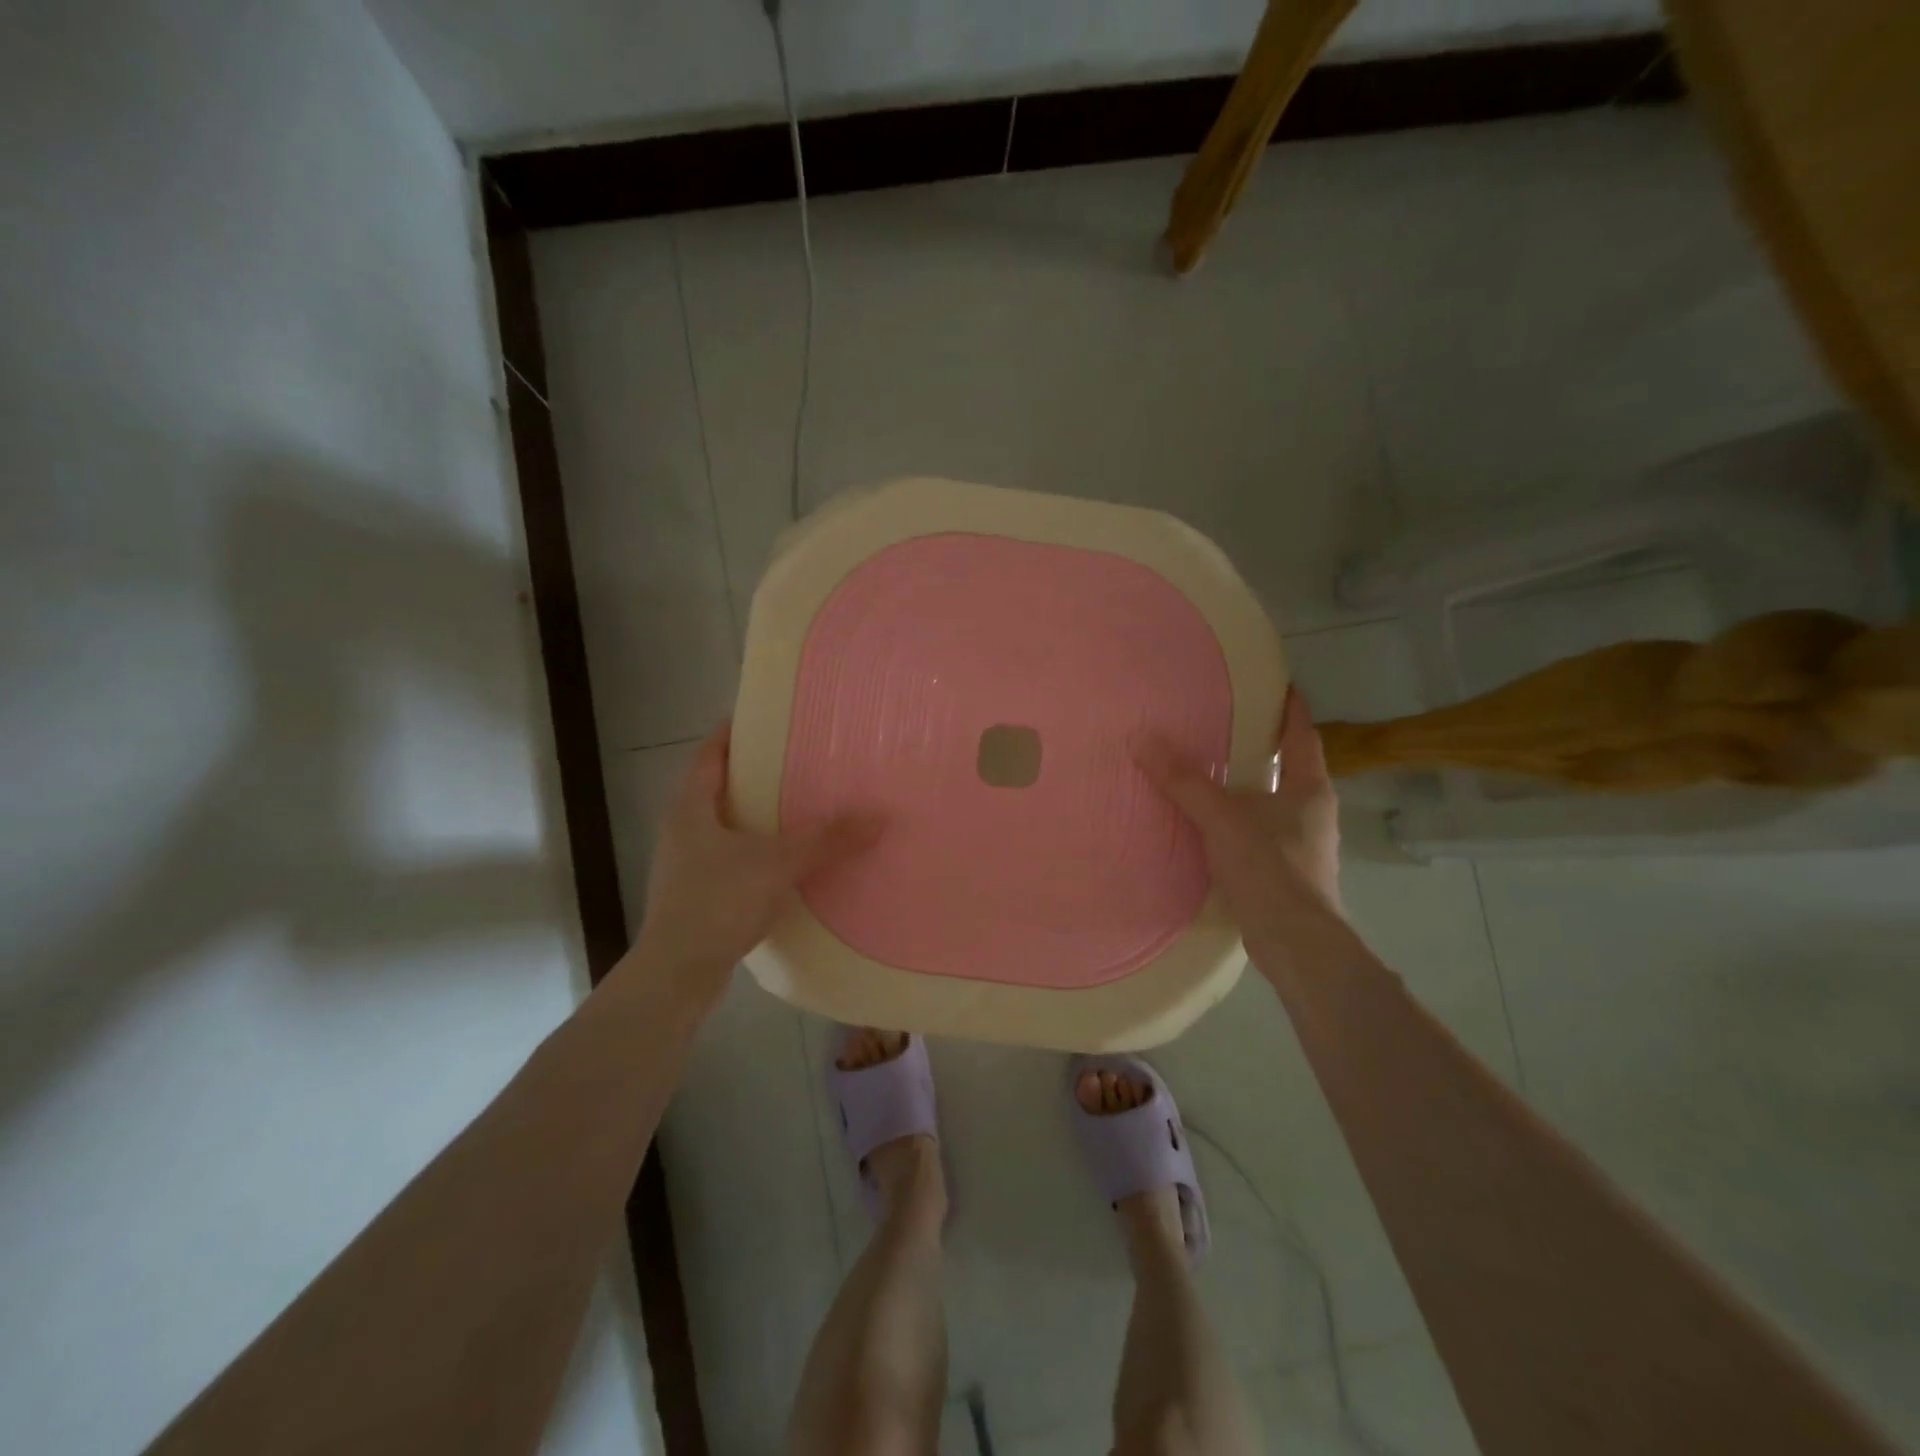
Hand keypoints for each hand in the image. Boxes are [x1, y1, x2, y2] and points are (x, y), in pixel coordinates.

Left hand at [634, 722, 877, 984]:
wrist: (677, 974)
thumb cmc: (718, 902)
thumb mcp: (778, 864)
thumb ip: (827, 839)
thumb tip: (880, 816)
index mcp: (690, 806)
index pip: (710, 752)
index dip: (735, 731)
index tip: (770, 718)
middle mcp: (682, 827)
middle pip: (718, 785)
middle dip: (756, 772)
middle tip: (799, 759)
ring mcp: (686, 863)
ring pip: (725, 823)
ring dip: (757, 813)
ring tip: (800, 805)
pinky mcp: (697, 893)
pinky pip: (731, 856)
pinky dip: (757, 849)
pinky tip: (788, 858)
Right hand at [1140, 688, 1342, 930]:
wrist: (1295, 943)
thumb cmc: (1270, 868)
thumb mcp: (1222, 818)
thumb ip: (1183, 781)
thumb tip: (1142, 739)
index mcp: (1309, 787)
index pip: (1301, 734)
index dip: (1288, 707)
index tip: (1272, 683)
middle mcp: (1312, 811)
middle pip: (1286, 766)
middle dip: (1258, 747)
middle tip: (1221, 724)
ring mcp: (1302, 844)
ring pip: (1271, 802)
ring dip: (1245, 787)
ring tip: (1207, 771)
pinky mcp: (1285, 872)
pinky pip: (1258, 832)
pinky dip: (1236, 821)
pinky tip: (1207, 824)